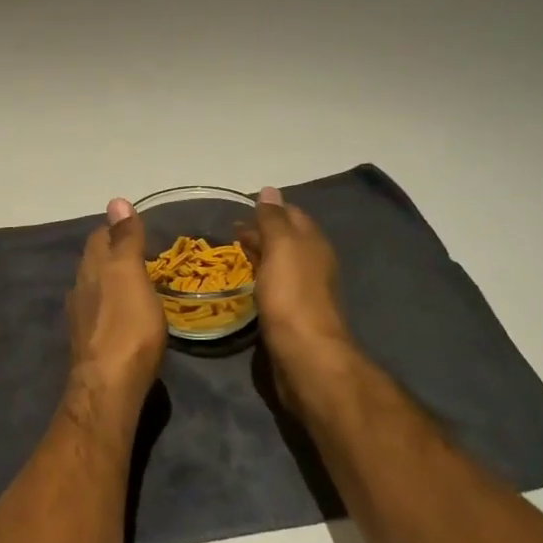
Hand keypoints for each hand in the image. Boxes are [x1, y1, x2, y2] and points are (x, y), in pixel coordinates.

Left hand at [66, 198, 166, 404]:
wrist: (109, 386)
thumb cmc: (127, 326)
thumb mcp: (130, 275)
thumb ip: (125, 240)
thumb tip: (116, 200)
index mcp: (92, 269)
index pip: (99, 237)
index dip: (114, 229)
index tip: (134, 227)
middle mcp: (80, 289)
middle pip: (94, 262)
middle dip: (111, 254)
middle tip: (139, 253)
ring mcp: (82, 318)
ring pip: (94, 288)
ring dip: (110, 281)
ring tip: (135, 282)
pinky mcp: (89, 343)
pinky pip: (99, 313)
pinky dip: (111, 306)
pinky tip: (123, 315)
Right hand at [242, 187, 358, 405]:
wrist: (304, 352)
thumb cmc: (291, 294)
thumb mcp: (281, 246)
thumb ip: (273, 218)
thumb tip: (269, 190)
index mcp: (313, 242)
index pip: (291, 214)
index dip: (267, 209)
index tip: (239, 209)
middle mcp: (313, 262)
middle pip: (286, 238)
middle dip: (261, 231)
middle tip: (229, 233)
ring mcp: (303, 289)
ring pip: (279, 263)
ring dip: (259, 255)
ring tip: (232, 255)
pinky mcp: (292, 313)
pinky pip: (274, 286)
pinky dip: (260, 277)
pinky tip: (245, 283)